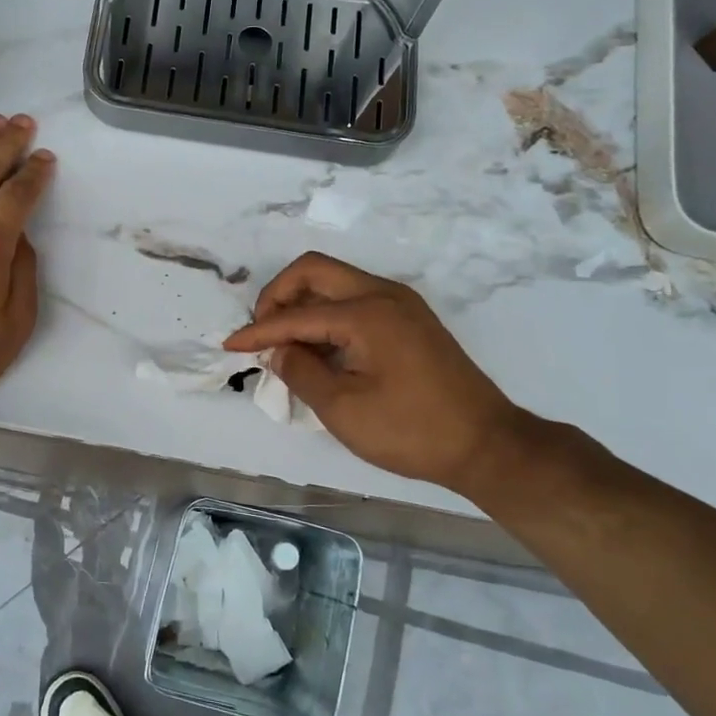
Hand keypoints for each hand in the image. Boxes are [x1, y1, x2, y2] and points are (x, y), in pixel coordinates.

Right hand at [224, 252, 538, 492]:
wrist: (486, 444)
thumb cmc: (411, 430)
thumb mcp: (343, 409)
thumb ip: (301, 372)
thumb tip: (278, 350)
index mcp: (366, 313)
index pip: (296, 314)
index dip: (258, 331)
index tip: (230, 346)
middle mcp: (383, 294)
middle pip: (315, 271)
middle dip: (279, 296)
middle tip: (261, 332)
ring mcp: (401, 304)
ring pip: (337, 282)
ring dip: (304, 303)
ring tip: (285, 343)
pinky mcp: (411, 320)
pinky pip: (357, 300)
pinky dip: (329, 314)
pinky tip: (320, 347)